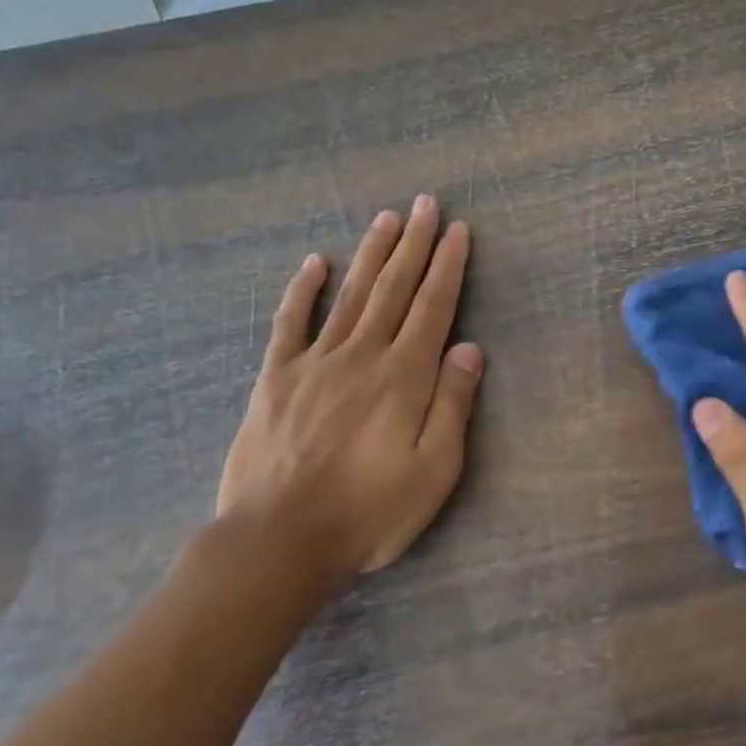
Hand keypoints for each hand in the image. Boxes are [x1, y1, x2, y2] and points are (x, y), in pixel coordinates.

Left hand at [214, 195, 483, 589]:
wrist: (279, 541)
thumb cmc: (369, 511)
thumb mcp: (434, 470)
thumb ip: (452, 405)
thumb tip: (469, 349)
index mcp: (404, 376)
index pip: (433, 306)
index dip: (447, 266)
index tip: (456, 230)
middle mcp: (362, 356)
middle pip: (393, 288)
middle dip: (413, 244)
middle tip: (424, 203)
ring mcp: (315, 363)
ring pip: (350, 295)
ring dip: (370, 254)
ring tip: (385, 218)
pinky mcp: (276, 378)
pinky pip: (290, 323)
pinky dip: (303, 290)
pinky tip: (314, 262)